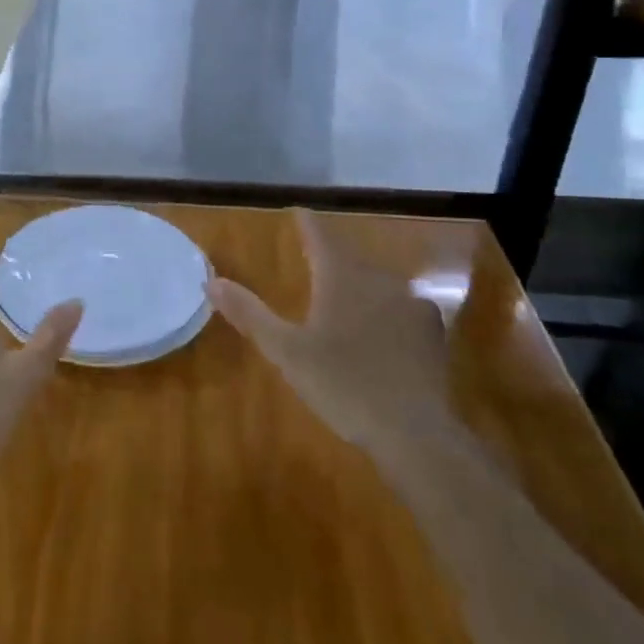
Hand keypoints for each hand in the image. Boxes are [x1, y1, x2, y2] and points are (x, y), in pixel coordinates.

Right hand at [206, 208, 450, 453]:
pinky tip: (383, 330)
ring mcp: (411, 306)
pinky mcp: (432, 334)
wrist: (415, 432)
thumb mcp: (286, 351)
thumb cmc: (343, 385)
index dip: (308, 224)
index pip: (321, 237)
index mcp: (342, 278)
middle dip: (332, 258)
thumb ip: (250, 314)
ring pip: (378, 283)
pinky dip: (386, 311)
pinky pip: (402, 309)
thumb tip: (211, 280)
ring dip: (360, 285)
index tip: (299, 211)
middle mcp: (379, 281)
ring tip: (346, 296)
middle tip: (315, 259)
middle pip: (351, 259)